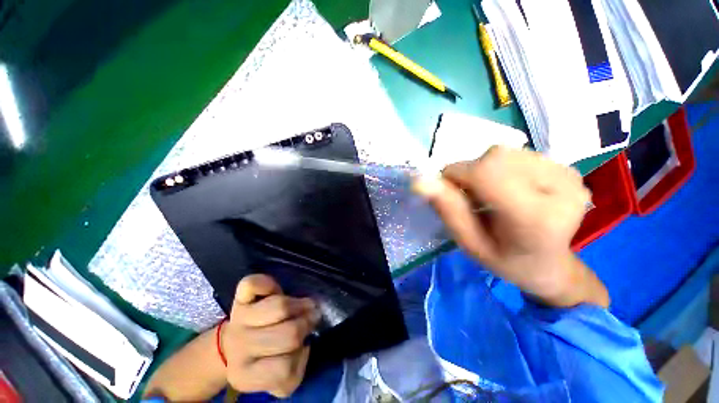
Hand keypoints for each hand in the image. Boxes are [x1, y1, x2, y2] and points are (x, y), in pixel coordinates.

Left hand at [223, 274, 319, 396]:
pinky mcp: (238, 298)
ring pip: (280, 306)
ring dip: (300, 305)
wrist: (233, 343)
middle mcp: (239, 348)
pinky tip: (276, 290)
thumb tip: (308, 340)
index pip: (285, 368)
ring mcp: (238, 319)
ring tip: (306, 305)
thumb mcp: (278, 370)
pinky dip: (269, 283)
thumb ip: (295, 363)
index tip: (305, 343)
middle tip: (312, 318)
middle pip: (288, 333)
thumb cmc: (264, 356)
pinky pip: (254, 284)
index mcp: (246, 375)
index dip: (301, 354)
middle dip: (306, 324)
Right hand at [415, 146, 607, 307]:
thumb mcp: (469, 242)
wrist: (550, 265)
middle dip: (470, 172)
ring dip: (486, 170)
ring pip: (505, 152)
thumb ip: (448, 210)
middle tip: (473, 197)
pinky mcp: (570, 169)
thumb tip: (420, 180)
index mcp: (534, 217)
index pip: (486, 172)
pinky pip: (519, 154)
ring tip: (493, 194)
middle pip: (495, 157)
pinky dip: (503, 167)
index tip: (449, 191)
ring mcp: (570, 176)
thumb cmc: (505, 260)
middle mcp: (561, 190)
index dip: (457, 174)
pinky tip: (511, 188)